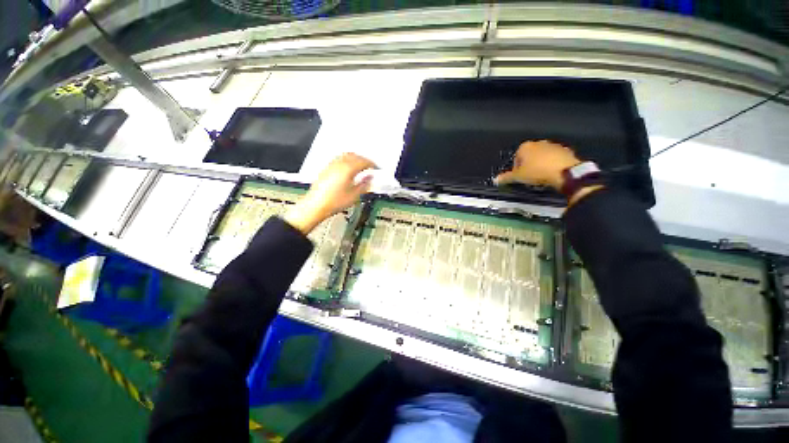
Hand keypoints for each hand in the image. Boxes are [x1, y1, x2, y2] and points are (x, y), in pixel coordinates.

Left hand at [285, 153, 375, 233]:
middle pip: (355, 156)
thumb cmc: (334, 202)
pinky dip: (347, 160)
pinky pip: (339, 159)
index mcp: (348, 169)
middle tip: (370, 166)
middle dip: (364, 159)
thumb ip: (364, 185)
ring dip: (355, 158)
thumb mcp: (354, 196)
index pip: (363, 162)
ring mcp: (331, 165)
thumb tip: (370, 178)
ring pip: (346, 155)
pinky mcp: (326, 169)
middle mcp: (339, 164)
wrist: (315, 205)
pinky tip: (348, 168)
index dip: (372, 164)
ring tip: (361, 166)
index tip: (376, 168)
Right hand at [494, 140, 580, 190]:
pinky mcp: (565, 151)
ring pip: (542, 157)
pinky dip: (552, 165)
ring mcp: (553, 146)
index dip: (516, 169)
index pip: (516, 158)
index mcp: (525, 146)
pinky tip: (551, 174)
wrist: (564, 172)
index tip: (519, 176)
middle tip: (529, 177)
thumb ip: (506, 177)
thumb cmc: (538, 171)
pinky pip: (554, 159)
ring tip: (540, 177)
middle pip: (529, 156)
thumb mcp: (518, 177)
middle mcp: (539, 143)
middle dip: (528, 166)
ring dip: (540, 165)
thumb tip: (496, 179)